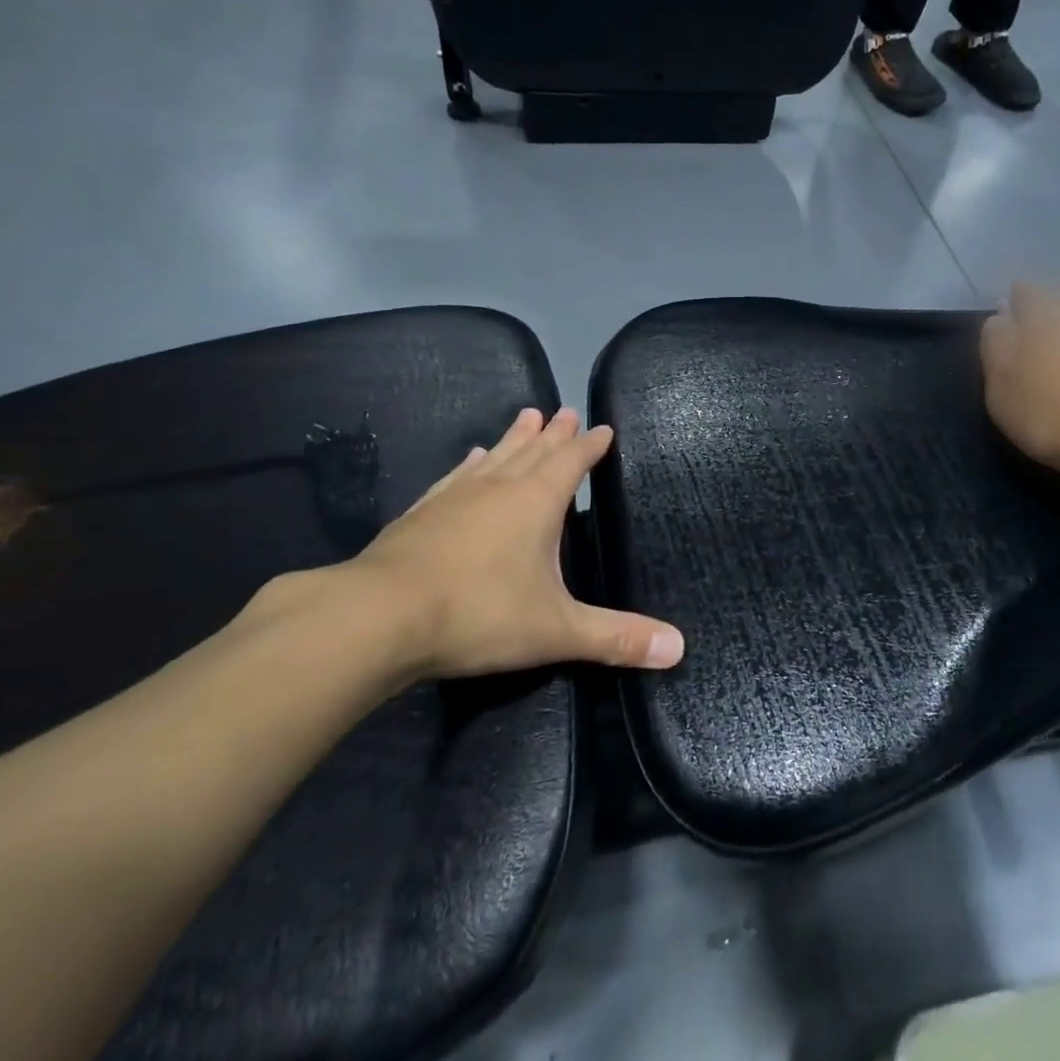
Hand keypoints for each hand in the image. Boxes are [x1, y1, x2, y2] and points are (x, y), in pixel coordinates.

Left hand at [239, 408, 683, 691]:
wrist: (380, 616)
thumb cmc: (479, 614)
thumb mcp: (556, 630)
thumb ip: (616, 638)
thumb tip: (679, 649)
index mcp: (536, 502)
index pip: (572, 462)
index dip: (590, 446)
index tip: (602, 427)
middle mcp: (499, 487)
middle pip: (534, 449)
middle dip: (554, 433)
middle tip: (564, 411)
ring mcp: (456, 495)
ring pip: (496, 456)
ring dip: (514, 437)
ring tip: (526, 415)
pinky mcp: (422, 512)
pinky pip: (457, 476)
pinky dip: (471, 464)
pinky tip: (471, 458)